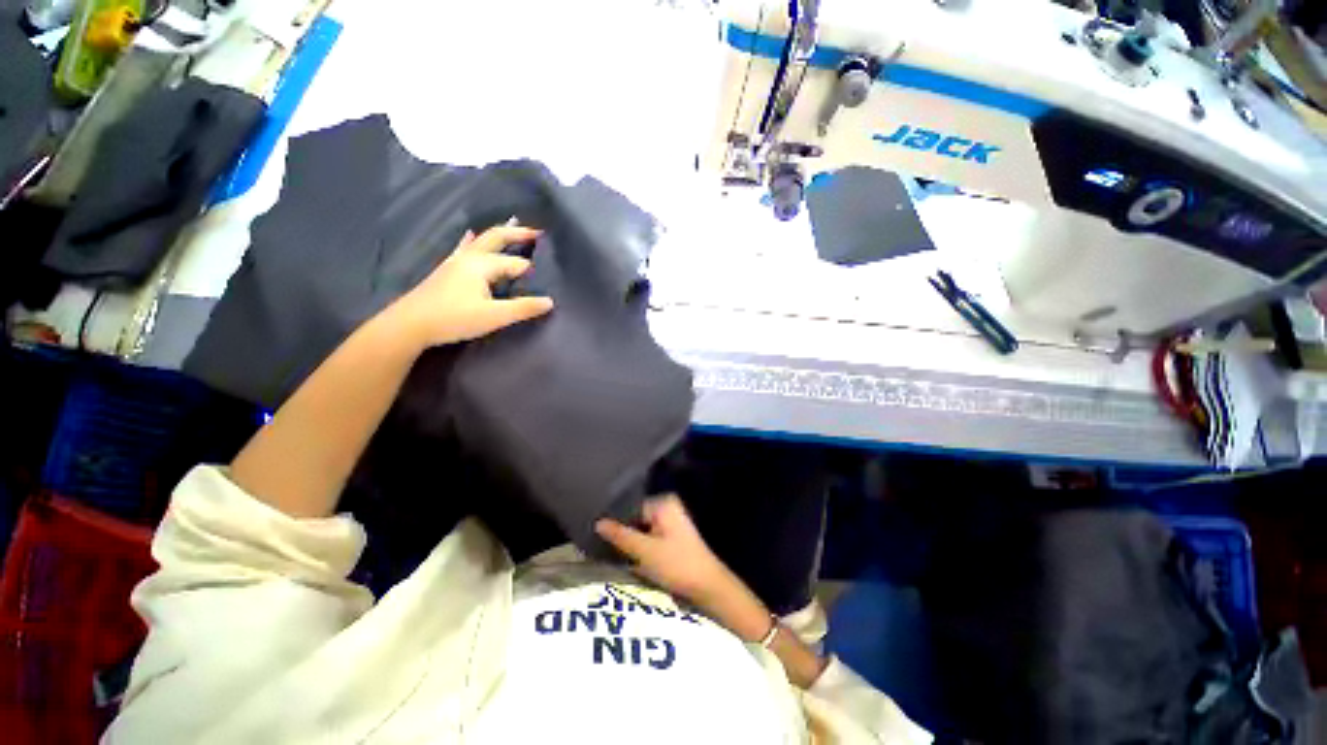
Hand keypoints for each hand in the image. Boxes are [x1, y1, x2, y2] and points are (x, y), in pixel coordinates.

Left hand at [388, 225, 553, 347]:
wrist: (410, 324)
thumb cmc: (454, 318)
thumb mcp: (494, 316)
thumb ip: (523, 308)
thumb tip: (550, 301)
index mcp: (483, 265)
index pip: (516, 264)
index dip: (531, 272)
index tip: (546, 279)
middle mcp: (470, 257)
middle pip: (497, 238)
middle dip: (518, 234)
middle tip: (538, 232)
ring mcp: (456, 261)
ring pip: (482, 241)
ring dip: (500, 234)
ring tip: (513, 223)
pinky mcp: (447, 269)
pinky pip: (465, 248)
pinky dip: (473, 240)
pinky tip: (470, 234)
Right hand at [595, 495, 731, 605]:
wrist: (708, 587)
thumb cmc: (677, 564)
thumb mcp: (645, 551)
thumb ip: (621, 536)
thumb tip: (598, 522)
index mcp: (664, 504)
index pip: (631, 508)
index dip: (616, 523)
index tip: (599, 536)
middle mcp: (668, 508)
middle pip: (637, 519)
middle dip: (623, 534)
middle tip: (604, 548)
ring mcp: (672, 523)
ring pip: (642, 531)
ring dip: (631, 544)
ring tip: (613, 556)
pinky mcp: (674, 539)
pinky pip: (650, 539)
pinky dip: (641, 549)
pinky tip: (629, 562)